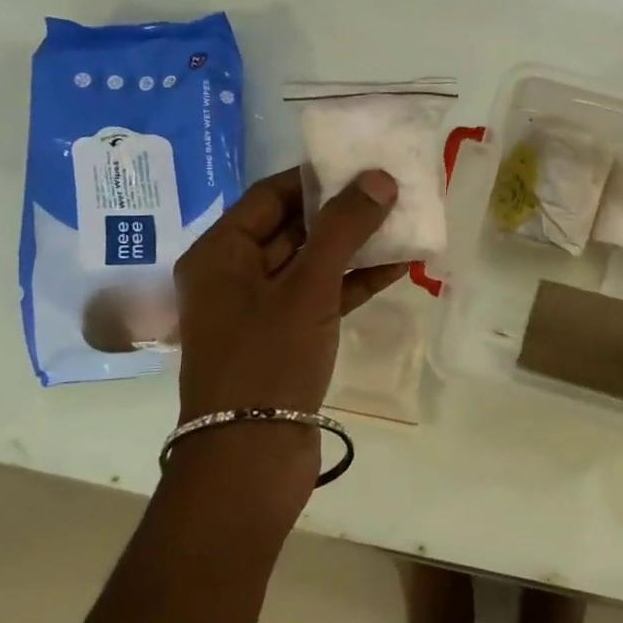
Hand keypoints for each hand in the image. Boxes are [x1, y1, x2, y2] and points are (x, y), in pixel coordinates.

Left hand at [175, 166, 407, 420]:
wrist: (251, 459)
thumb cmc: (267, 359)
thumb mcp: (307, 287)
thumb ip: (343, 229)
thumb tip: (379, 179)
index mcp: (219, 254)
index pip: (270, 196)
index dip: (316, 178)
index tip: (361, 163)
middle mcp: (234, 276)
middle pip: (292, 227)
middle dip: (342, 211)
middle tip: (390, 190)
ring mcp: (261, 310)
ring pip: (312, 263)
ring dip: (355, 246)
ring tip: (402, 222)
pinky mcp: (286, 338)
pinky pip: (322, 296)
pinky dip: (355, 282)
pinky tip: (397, 267)